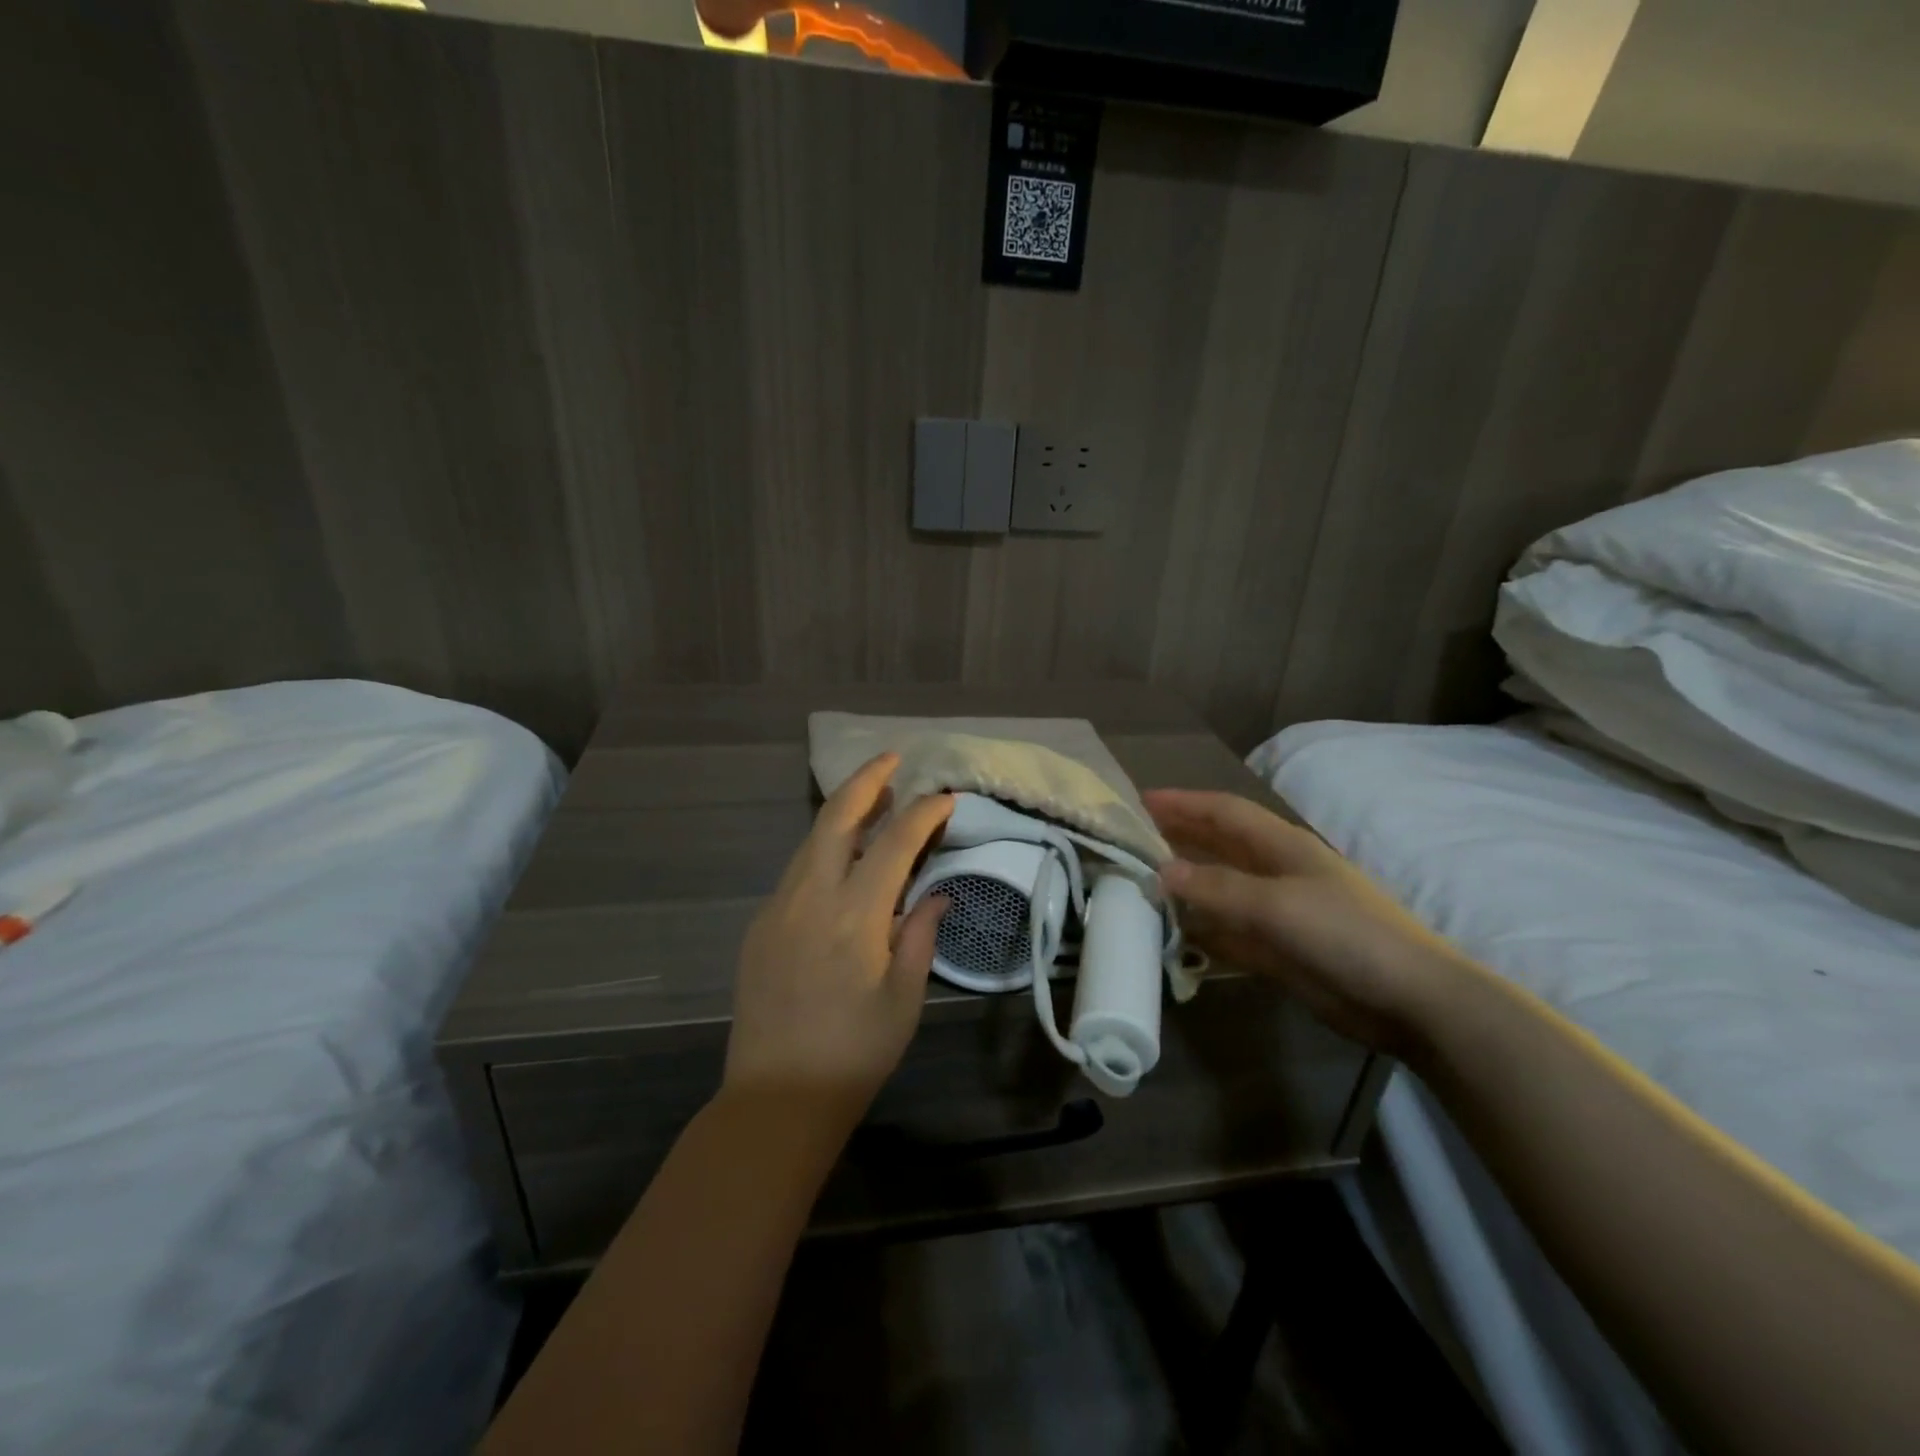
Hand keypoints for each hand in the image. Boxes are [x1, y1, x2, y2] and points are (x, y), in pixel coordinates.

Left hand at [723, 754, 952, 1131]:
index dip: (922, 813)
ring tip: (873, 798)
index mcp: (854, 916)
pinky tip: (841, 858)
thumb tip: (935, 892)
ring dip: (842, 812)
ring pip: (811, 840)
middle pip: (837, 819)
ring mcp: (777, 908)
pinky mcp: (760, 925)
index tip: (944, 796)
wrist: (776, 1097)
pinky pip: (796, 871)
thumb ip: (920, 935)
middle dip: (866, 781)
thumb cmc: (854, 1053)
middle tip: (891, 759)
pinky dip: (823, 849)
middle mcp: (811, 898)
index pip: (894, 844)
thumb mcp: (904, 998)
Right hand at [1144, 789, 1469, 1054]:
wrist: (1408, 999)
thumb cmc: (1345, 934)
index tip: (1139, 801)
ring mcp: (1276, 912)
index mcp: (1281, 846)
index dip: (1183, 803)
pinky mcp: (1277, 950)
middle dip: (1177, 838)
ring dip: (1184, 885)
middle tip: (1129, 841)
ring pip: (1218, 889)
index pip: (1223, 811)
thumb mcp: (1276, 904)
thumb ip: (1216, 887)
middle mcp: (1275, 872)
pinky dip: (1201, 929)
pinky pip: (1227, 932)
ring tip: (1139, 883)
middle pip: (1217, 846)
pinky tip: (1172, 932)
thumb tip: (1160, 871)